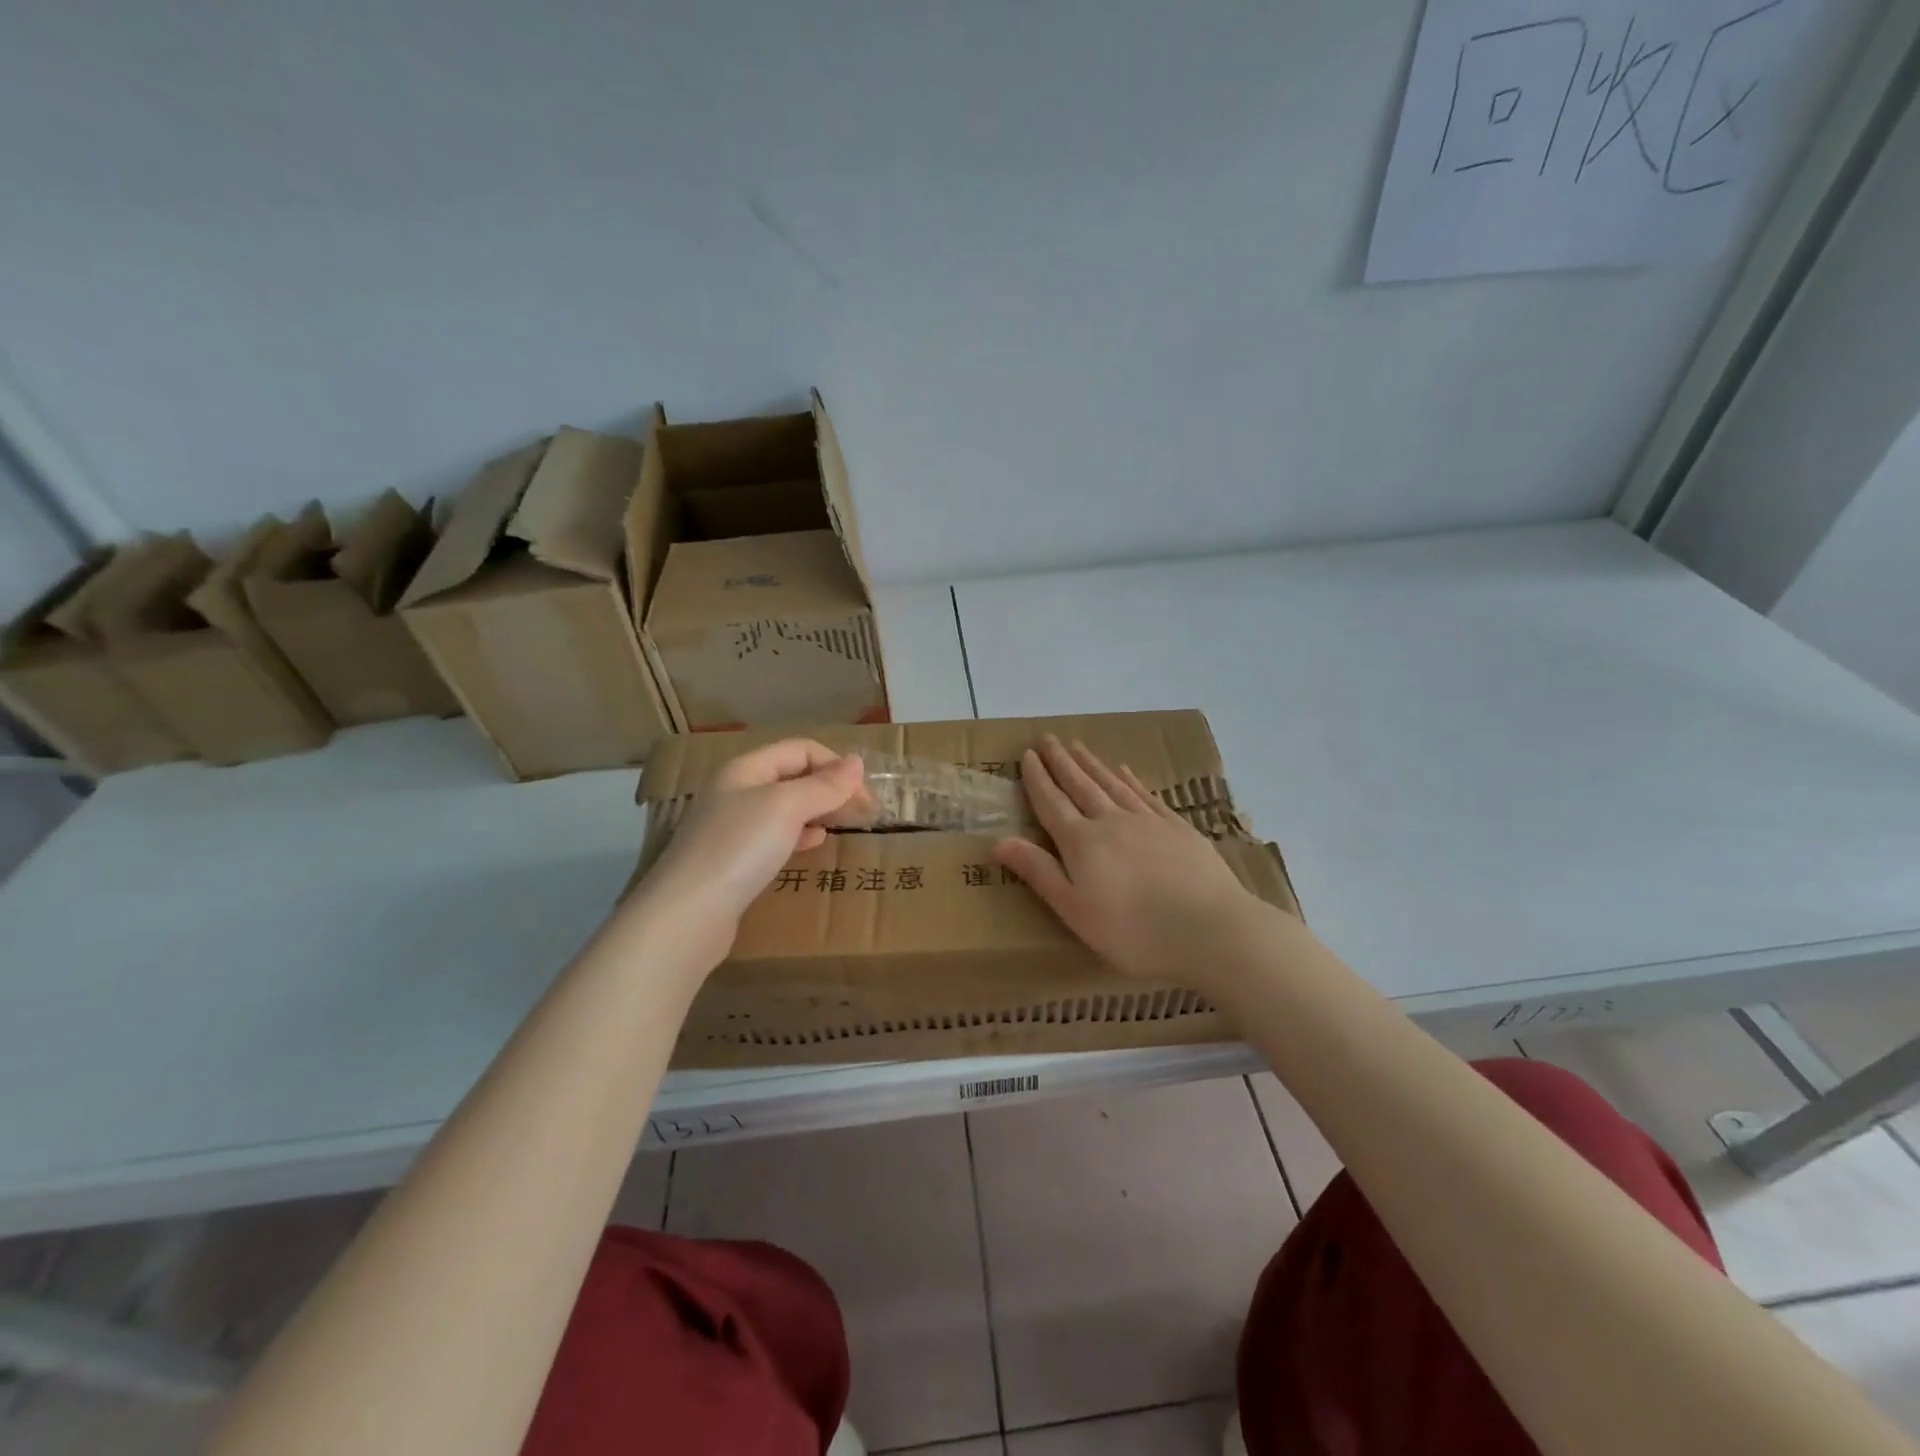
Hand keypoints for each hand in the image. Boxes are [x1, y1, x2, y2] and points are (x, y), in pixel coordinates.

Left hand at [639, 739, 868, 965]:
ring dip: (817, 811)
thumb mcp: (786, 807)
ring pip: (785, 808)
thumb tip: (856, 762)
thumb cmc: (739, 848)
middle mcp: (736, 791)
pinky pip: (774, 836)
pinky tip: (813, 844)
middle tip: (863, 812)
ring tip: (842, 825)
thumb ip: (824, 785)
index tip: (865, 796)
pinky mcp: (733, 860)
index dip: (836, 765)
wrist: (687, 914)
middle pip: (792, 777)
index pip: (801, 750)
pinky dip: (800, 835)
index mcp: (746, 769)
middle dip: (830, 788)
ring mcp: (731, 828)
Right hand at [994, 737, 1265, 984]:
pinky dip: (1130, 779)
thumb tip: (998, 841)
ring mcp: (1147, 821)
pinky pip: (1145, 794)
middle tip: (1048, 738)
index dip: (1037, 779)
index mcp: (1081, 843)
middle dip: (1061, 762)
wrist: (1210, 929)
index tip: (1027, 754)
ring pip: (1112, 783)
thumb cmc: (1133, 931)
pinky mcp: (1177, 828)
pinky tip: (1124, 769)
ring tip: (1077, 746)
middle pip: (1080, 785)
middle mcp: (1111, 821)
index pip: (1052, 803)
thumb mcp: (1074, 910)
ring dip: (1092, 764)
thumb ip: (1038, 872)